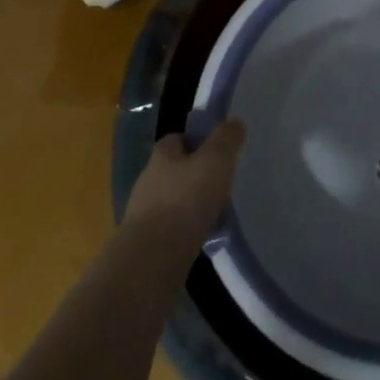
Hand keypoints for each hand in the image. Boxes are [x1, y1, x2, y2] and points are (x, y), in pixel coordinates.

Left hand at [123, 119, 246, 252]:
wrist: (153, 258)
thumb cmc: (186, 199)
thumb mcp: (215, 160)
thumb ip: (226, 139)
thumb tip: (234, 121)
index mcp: (162, 156)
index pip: (176, 139)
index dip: (196, 140)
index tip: (216, 148)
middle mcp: (148, 181)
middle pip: (174, 170)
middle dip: (195, 174)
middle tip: (221, 180)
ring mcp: (145, 214)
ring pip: (174, 201)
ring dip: (192, 204)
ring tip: (218, 212)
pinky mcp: (148, 243)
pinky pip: (173, 229)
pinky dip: (188, 230)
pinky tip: (206, 237)